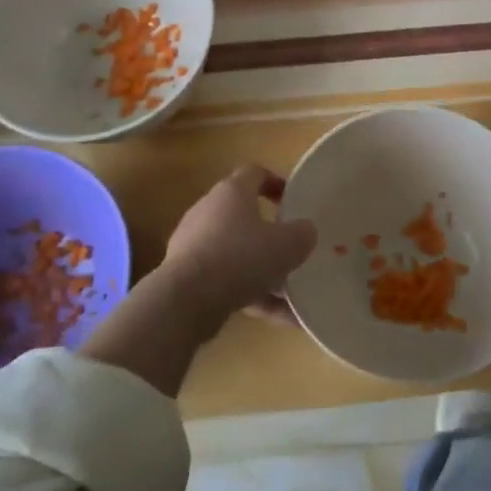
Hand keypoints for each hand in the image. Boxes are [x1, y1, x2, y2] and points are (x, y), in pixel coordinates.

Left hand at [160, 165, 318, 327]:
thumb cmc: (241, 257)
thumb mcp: (288, 244)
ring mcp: (194, 244)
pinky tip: (276, 318)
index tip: (293, 201)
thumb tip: (304, 231)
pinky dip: (251, 295)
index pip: (255, 173)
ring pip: (237, 253)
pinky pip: (226, 280)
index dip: (276, 182)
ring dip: (263, 271)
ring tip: (291, 296)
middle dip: (270, 235)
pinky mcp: (187, 276)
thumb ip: (302, 234)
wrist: (186, 299)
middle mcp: (209, 211)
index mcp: (232, 192)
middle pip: (244, 215)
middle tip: (293, 250)